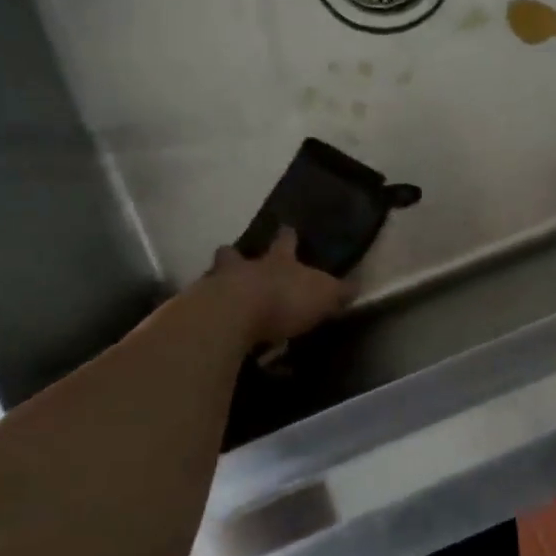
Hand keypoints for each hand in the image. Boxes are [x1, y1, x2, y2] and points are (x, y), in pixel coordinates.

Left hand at [205, 229, 353, 347]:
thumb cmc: (284, 299)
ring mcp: (216, 286)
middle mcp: (245, 267)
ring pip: (213, 277)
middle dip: (234, 255)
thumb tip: (357, 286)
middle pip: (235, 254)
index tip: (286, 227)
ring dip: (216, 283)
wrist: (234, 315)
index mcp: (278, 261)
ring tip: (218, 296)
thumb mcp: (324, 296)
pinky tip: (211, 328)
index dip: (287, 236)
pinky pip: (202, 310)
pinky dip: (206, 316)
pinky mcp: (199, 312)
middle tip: (232, 255)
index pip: (285, 242)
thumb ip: (338, 292)